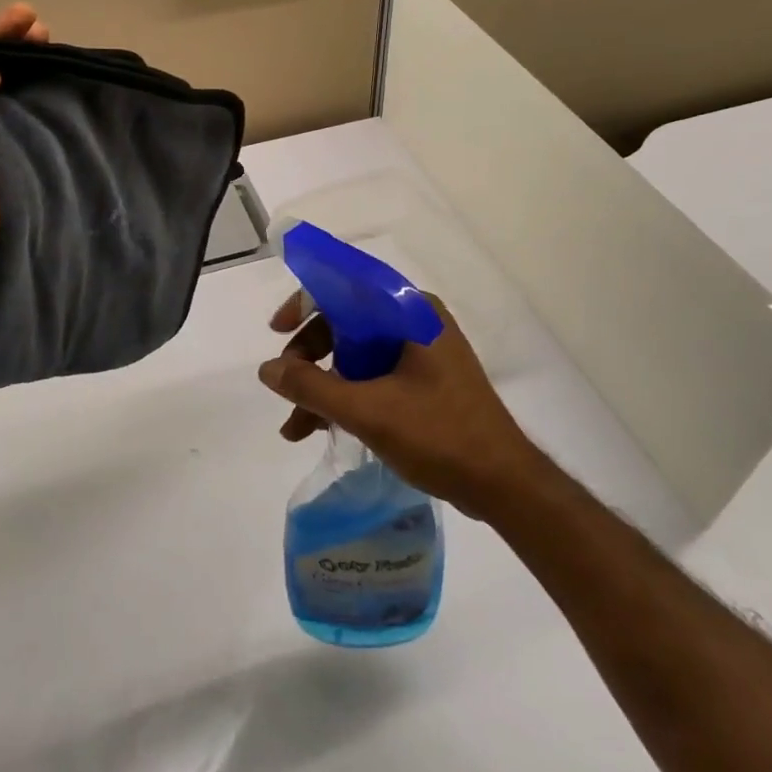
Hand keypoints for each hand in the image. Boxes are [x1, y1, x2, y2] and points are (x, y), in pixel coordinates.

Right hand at [258, 292, 545, 519]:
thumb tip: (267, 369)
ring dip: (321, 386)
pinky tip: (318, 430)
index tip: (278, 331)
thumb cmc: (440, 436)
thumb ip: (311, 387)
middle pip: (345, 323)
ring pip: (354, 354)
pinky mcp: (422, 382)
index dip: (305, 303)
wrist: (503, 484)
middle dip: (309, 356)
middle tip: (286, 386)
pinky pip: (370, 376)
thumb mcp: (368, 410)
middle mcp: (414, 322)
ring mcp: (419, 353)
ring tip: (294, 427)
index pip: (346, 286)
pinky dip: (344, 398)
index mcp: (409, 312)